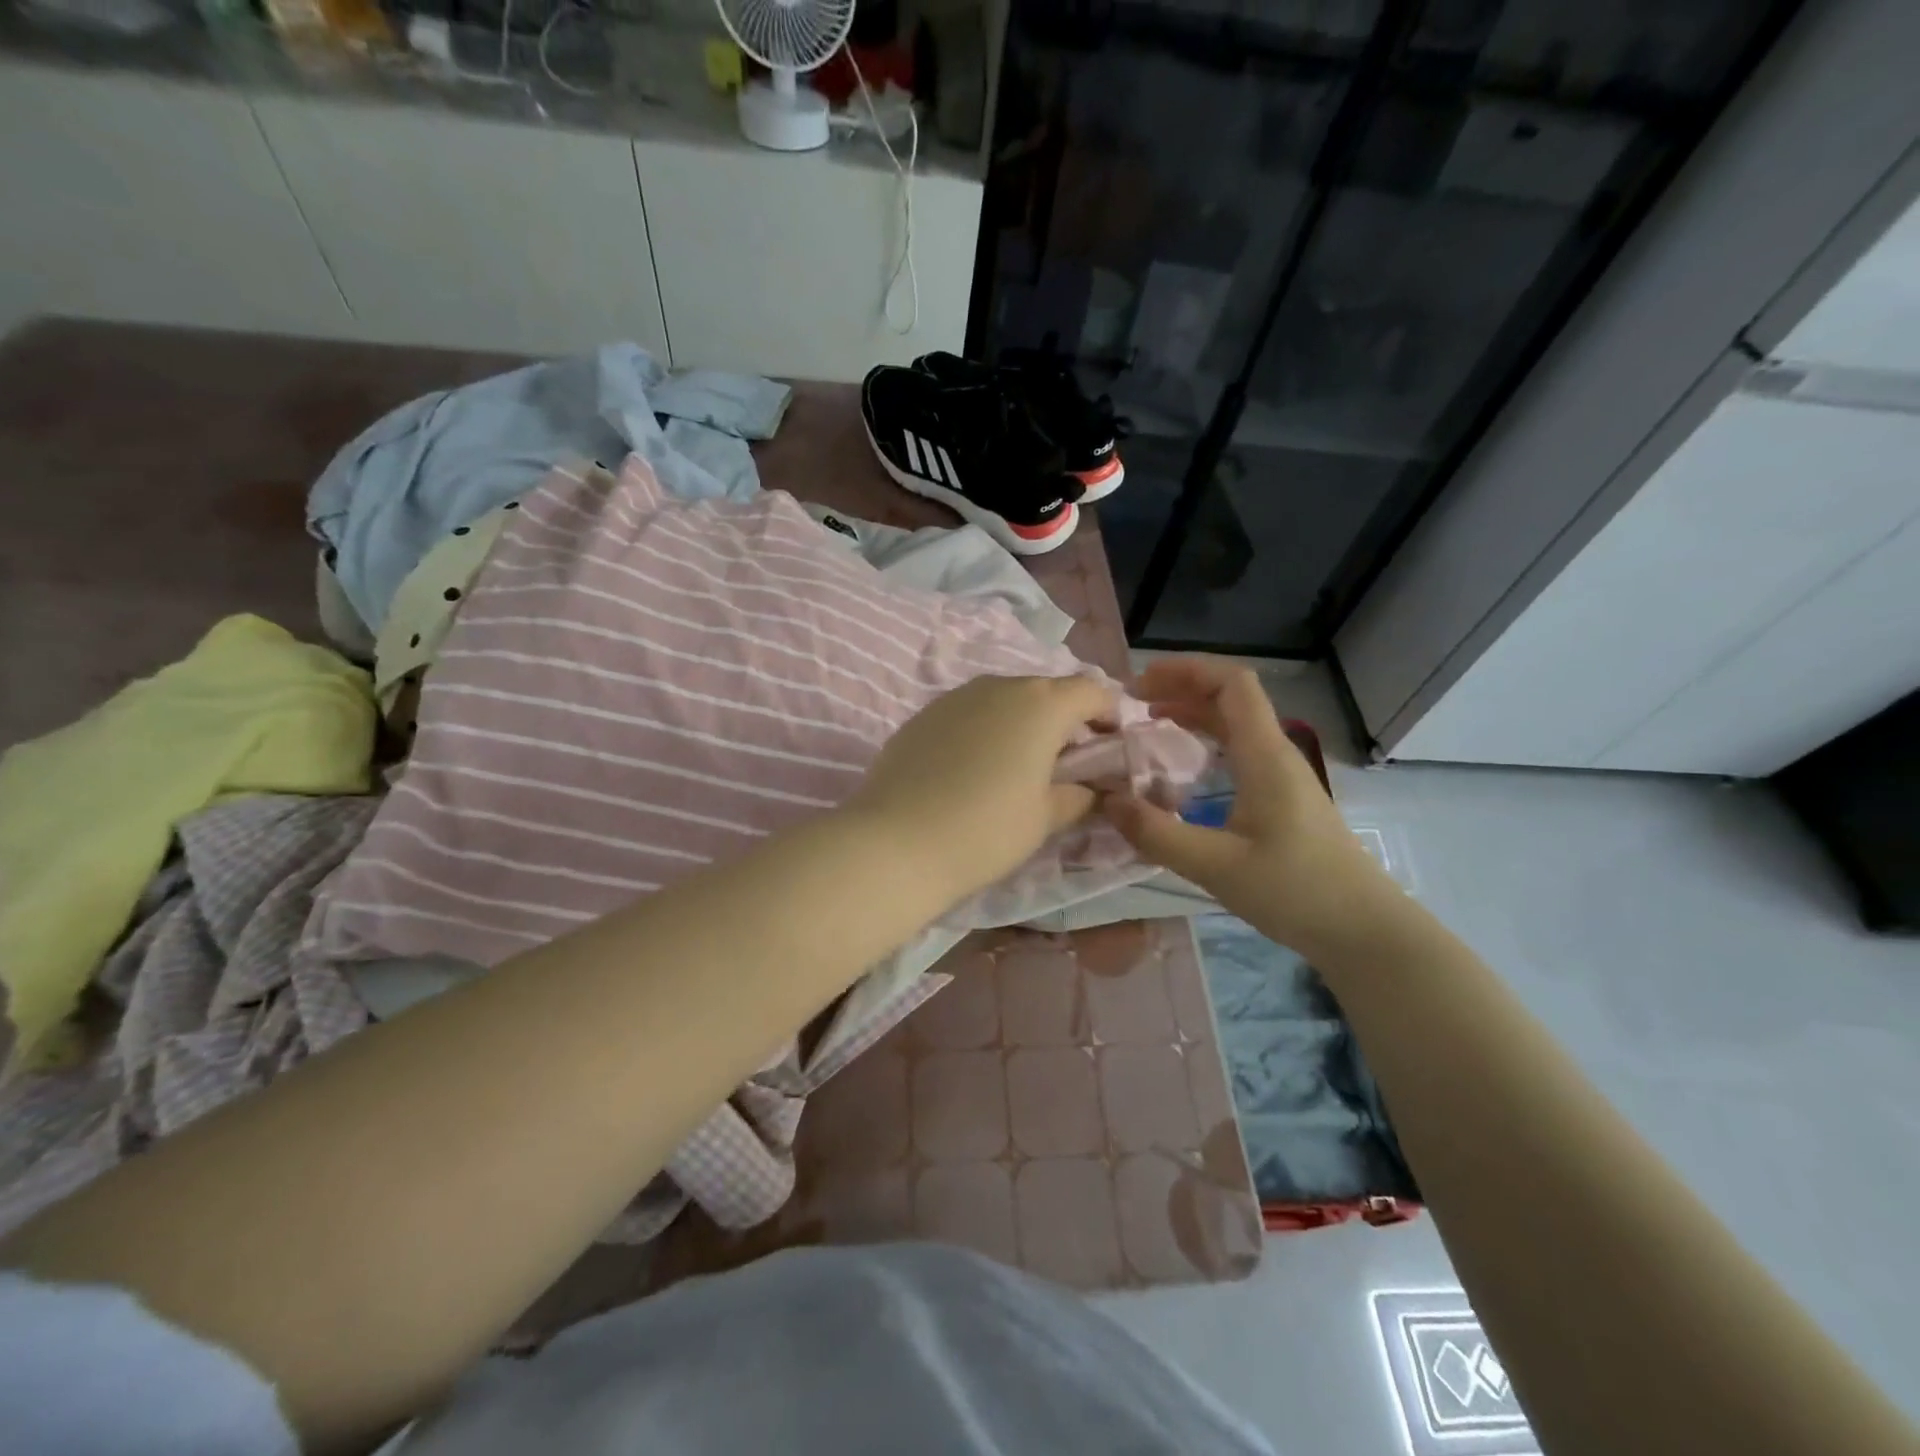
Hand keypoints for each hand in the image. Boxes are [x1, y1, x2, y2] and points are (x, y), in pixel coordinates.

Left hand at [845, 674, 1116, 903]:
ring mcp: (956, 696)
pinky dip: (984, 729)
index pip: (1092, 690)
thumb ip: (1077, 795)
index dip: (1109, 715)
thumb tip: (1088, 788)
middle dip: (1065, 719)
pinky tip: (973, 768)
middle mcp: (1000, 685)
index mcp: (1042, 704)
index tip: (1108, 747)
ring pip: (1005, 698)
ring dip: (1022, 722)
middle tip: (1065, 763)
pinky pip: (970, 712)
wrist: (896, 842)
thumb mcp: (1045, 818)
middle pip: (1047, 690)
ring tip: (1017, 766)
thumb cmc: (986, 830)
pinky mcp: (924, 714)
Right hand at [1101, 657, 1395, 959]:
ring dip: (1192, 712)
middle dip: (1181, 687)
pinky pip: (1239, 750)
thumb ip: (1158, 834)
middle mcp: (1275, 754)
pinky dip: (1205, 741)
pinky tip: (1181, 765)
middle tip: (1133, 702)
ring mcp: (1281, 776)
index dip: (1186, 670)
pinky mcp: (1282, 799)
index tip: (1139, 684)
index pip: (1232, 683)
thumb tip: (1107, 802)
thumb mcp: (1216, 866)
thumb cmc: (1296, 891)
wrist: (1364, 930)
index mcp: (1264, 756)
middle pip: (1231, 697)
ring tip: (1149, 722)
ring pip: (1235, 724)